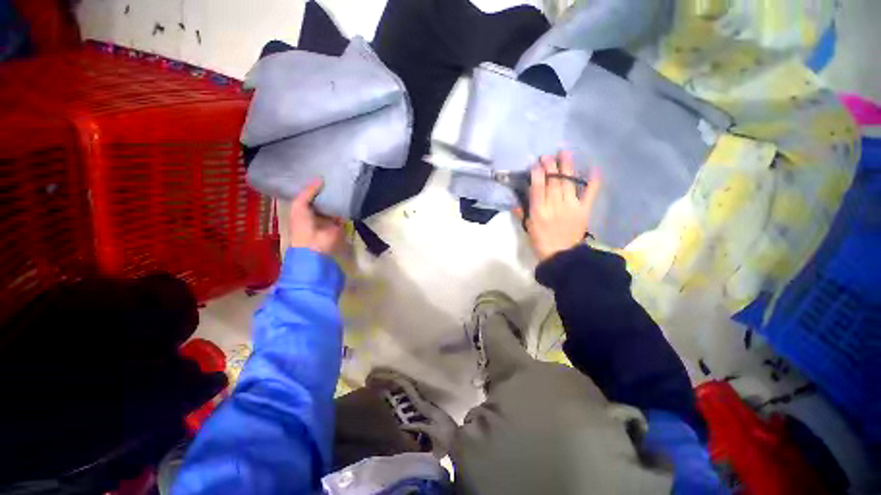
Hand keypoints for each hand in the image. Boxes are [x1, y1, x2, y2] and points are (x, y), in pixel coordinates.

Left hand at [289, 179, 343, 254]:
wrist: (315, 244)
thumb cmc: (302, 225)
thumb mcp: (299, 205)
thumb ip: (308, 192)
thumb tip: (320, 179)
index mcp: (303, 209)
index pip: (310, 195)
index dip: (314, 186)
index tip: (320, 174)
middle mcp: (316, 213)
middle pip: (323, 199)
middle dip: (327, 190)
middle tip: (334, 176)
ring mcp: (329, 219)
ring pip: (333, 205)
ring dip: (337, 198)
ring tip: (342, 183)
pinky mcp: (340, 223)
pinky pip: (343, 213)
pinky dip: (345, 207)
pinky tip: (348, 196)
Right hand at [518, 151, 599, 261]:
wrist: (562, 256)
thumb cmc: (541, 242)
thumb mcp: (528, 228)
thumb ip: (523, 213)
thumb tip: (515, 202)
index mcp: (539, 212)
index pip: (538, 189)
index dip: (537, 174)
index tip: (536, 163)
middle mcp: (554, 206)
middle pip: (553, 183)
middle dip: (550, 167)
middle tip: (548, 155)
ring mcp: (571, 207)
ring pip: (568, 183)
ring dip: (567, 167)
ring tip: (565, 153)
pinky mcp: (584, 210)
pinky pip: (589, 194)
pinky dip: (593, 182)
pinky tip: (594, 169)